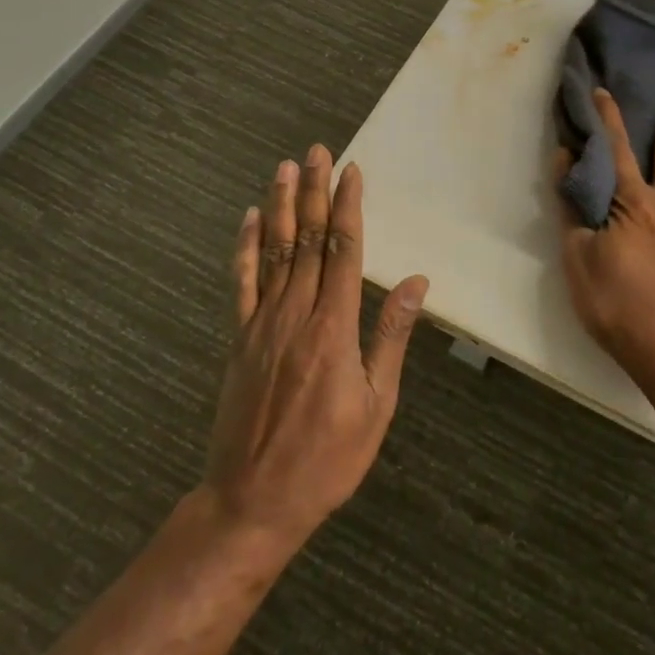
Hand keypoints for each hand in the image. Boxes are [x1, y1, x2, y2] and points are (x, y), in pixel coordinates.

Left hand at [206, 146, 428, 553]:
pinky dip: (245, 248)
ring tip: (285, 168)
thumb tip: (415, 282)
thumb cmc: (327, 458)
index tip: (352, 172)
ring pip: (274, 252)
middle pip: (307, 240)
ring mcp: (261, 325)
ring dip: (281, 207)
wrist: (252, 502)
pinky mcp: (239, 340)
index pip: (344, 251)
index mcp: (334, 328)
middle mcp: (296, 315)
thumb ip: (391, 336)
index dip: (348, 207)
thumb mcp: (377, 404)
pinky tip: (249, 219)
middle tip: (318, 152)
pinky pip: (241, 284)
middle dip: (314, 192)